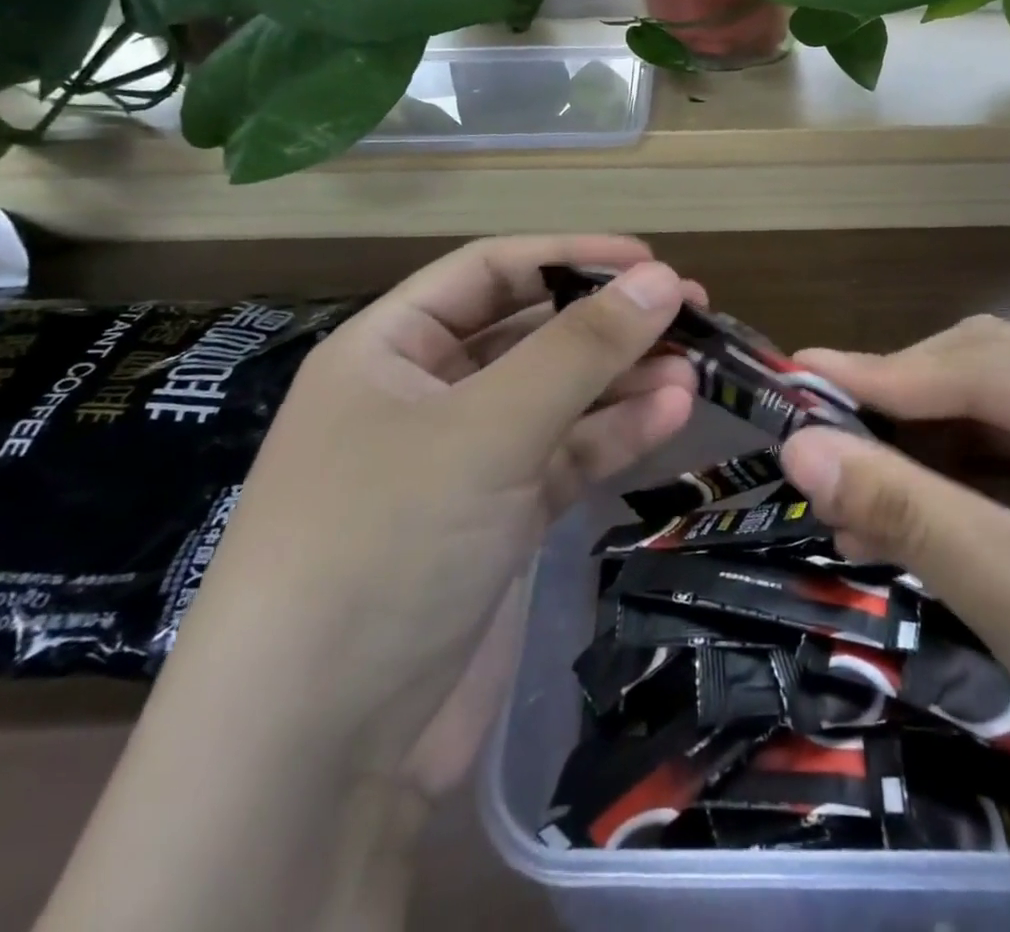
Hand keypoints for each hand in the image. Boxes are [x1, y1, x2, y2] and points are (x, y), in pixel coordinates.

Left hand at [37, 237, 697, 931]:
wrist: (316, 753)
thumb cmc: (385, 542)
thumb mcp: (488, 428)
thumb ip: (580, 350)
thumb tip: (663, 279)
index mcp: (388, 348)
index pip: (489, 271)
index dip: (570, 256)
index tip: (650, 262)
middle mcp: (422, 394)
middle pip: (528, 333)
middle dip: (606, 323)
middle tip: (691, 314)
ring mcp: (460, 462)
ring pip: (554, 398)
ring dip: (621, 382)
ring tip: (693, 369)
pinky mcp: (494, 521)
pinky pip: (562, 457)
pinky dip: (612, 435)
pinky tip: (670, 417)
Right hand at [780, 318, 1009, 931]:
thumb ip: (910, 513)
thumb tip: (799, 448)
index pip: (998, 365)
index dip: (884, 375)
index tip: (791, 378)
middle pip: (1004, 386)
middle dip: (906, 426)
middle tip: (816, 458)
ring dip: (931, 467)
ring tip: (853, 506)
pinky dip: (973, 498)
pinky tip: (919, 524)